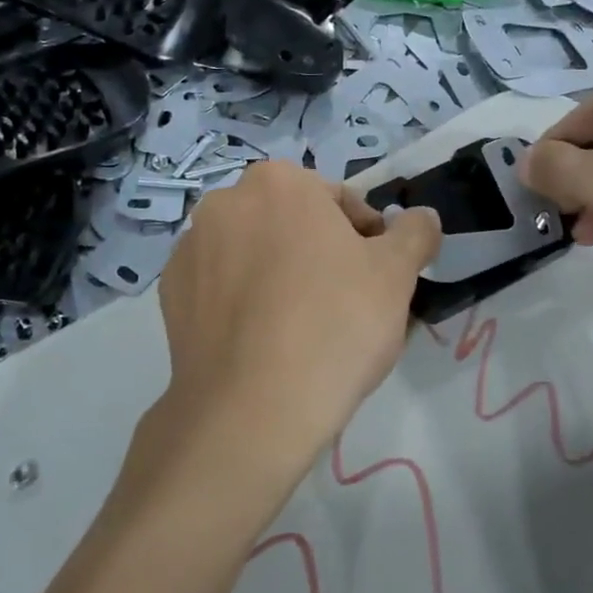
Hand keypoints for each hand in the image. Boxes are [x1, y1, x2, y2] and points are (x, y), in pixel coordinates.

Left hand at [154, 161, 441, 474]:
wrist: (251, 411)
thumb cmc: (334, 326)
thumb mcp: (396, 275)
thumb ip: (414, 233)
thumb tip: (422, 217)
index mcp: (279, 182)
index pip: (339, 201)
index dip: (368, 240)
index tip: (377, 280)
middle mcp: (226, 201)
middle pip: (293, 223)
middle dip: (320, 253)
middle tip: (344, 305)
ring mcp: (191, 247)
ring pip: (255, 252)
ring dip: (280, 273)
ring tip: (302, 327)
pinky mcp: (170, 292)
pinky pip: (222, 285)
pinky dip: (243, 301)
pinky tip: (263, 341)